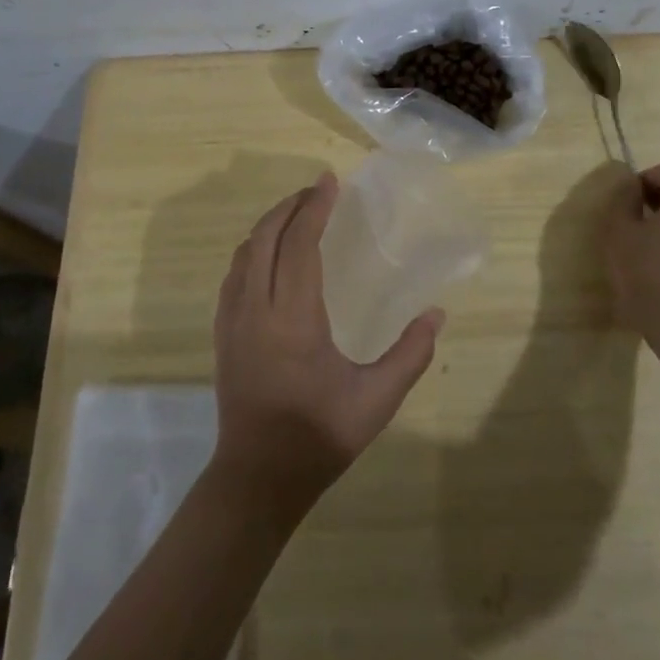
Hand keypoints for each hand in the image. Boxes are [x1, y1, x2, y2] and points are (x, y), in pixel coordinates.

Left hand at [209, 173, 442, 519]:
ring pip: (244, 253)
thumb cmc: (319, 437)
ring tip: (298, 214)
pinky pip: (234, 274)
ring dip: (270, 225)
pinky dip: (254, 249)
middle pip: (264, 238)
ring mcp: (232, 321)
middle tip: (318, 191)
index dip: (314, 208)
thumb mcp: (376, 401)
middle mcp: (256, 310)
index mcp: (293, 321)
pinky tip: (271, 254)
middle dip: (290, 206)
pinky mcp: (222, 334)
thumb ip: (411, 354)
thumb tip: (436, 313)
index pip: (299, 245)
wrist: (258, 478)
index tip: (330, 181)